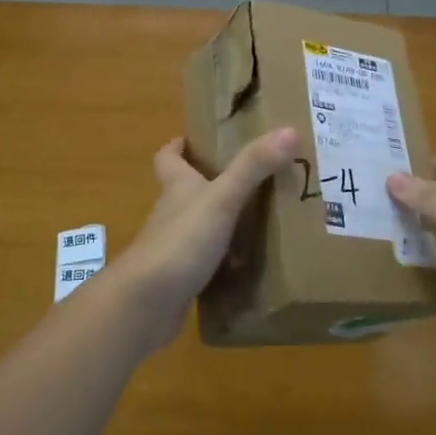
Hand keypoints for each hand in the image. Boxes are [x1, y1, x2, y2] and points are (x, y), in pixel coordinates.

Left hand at [111, 128, 299, 349]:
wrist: (146, 304)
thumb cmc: (181, 241)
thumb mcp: (222, 198)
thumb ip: (253, 166)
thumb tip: (289, 129)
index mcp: (177, 187)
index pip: (168, 158)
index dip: (177, 147)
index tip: (190, 139)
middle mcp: (171, 213)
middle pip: (184, 191)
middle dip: (208, 183)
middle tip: (247, 178)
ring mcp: (174, 248)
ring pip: (197, 227)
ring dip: (220, 223)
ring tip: (258, 221)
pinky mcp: (180, 280)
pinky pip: (206, 264)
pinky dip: (223, 262)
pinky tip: (247, 267)